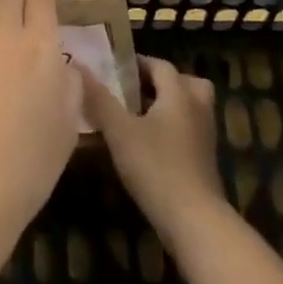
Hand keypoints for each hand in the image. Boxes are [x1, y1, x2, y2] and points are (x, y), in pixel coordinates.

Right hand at [78, 55, 226, 248]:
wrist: (193, 220)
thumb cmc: (155, 166)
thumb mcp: (120, 131)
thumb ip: (99, 99)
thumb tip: (78, 66)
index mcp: (178, 95)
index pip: (161, 66)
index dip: (138, 63)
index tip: (115, 69)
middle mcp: (197, 109)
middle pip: (185, 83)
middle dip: (162, 82)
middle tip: (135, 90)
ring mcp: (204, 137)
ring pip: (190, 108)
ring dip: (168, 106)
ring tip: (138, 116)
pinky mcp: (204, 161)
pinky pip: (189, 131)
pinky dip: (173, 129)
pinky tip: (149, 145)